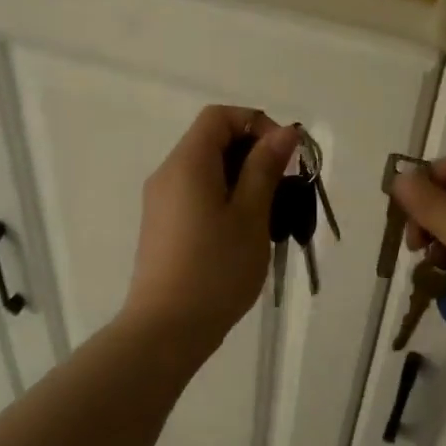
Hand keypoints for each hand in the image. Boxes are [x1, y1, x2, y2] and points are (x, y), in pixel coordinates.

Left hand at [122, 105, 300, 342]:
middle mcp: (168, 174)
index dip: (256, 124)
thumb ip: (265, 168)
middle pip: (212, 141)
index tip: (283, 157)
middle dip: (253, 154)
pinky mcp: (163, 226)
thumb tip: (283, 132)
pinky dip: (225, 199)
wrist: (167, 328)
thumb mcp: (251, 215)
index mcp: (187, 163)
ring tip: (270, 216)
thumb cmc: (216, 269)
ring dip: (243, 180)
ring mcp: (161, 201)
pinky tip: (244, 233)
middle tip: (284, 190)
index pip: (219, 117)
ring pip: (207, 170)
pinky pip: (197, 194)